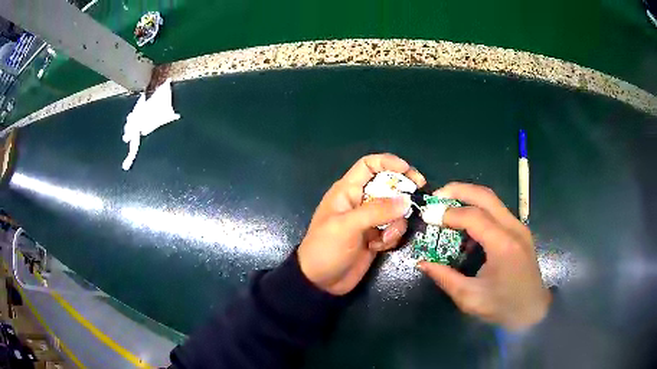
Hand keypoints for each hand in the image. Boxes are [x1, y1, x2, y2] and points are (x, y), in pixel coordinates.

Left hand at [298, 154, 425, 294]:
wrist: (321, 282)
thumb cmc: (326, 248)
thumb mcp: (347, 226)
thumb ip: (377, 211)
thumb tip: (406, 200)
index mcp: (347, 191)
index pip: (369, 165)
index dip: (388, 162)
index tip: (408, 171)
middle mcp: (360, 202)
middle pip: (388, 186)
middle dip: (402, 193)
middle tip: (417, 198)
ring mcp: (369, 220)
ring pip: (395, 210)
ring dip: (395, 224)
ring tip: (384, 239)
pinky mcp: (376, 237)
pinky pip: (393, 229)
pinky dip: (391, 237)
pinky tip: (379, 248)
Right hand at [418, 182, 551, 330]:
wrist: (533, 311)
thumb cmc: (503, 307)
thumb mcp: (470, 298)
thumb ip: (445, 277)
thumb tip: (422, 262)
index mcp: (503, 246)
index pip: (473, 216)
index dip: (448, 213)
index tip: (428, 217)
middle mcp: (514, 229)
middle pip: (485, 195)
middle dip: (458, 190)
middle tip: (436, 196)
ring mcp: (520, 227)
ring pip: (492, 199)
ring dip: (468, 197)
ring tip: (447, 207)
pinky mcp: (520, 230)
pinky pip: (497, 211)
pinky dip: (478, 209)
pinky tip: (466, 225)